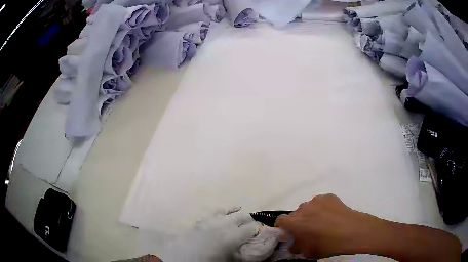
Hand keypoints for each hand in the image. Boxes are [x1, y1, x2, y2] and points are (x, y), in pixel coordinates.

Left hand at [159, 208, 258, 261]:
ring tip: (239, 209)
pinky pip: (213, 212)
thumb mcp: (231, 259)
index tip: (260, 231)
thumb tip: (252, 247)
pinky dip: (220, 211)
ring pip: (227, 211)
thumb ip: (243, 253)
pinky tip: (221, 212)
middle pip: (241, 217)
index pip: (251, 228)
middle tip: (251, 224)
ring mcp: (211, 220)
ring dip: (234, 211)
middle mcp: (224, 224)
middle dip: (248, 220)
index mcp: (233, 236)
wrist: (185, 258)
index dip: (257, 229)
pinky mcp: (201, 220)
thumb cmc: (211, 260)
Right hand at [275, 194, 380, 258]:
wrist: (352, 231)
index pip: (280, 220)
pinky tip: (331, 216)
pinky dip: (321, 208)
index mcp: (295, 223)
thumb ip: (297, 247)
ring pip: (308, 207)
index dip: (282, 227)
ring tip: (322, 222)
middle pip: (295, 214)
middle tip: (308, 231)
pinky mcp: (328, 196)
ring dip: (310, 214)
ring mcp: (317, 200)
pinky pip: (320, 202)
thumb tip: (294, 244)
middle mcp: (303, 208)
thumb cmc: (328, 245)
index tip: (288, 233)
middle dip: (298, 222)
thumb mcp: (309, 252)